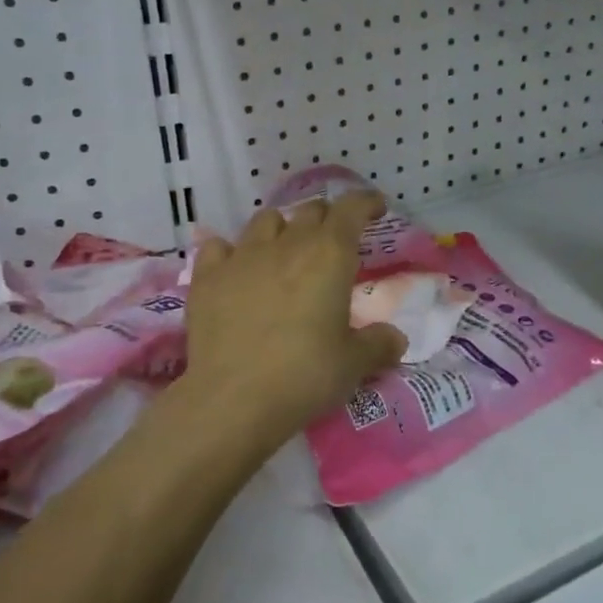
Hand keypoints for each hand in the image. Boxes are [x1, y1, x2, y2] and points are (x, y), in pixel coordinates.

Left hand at [182, 191, 406, 454]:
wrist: (233, 399)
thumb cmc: (304, 375)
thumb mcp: (354, 364)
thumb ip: (379, 344)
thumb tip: (395, 339)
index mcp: (329, 255)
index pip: (351, 208)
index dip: (366, 203)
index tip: (376, 209)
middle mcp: (286, 243)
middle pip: (310, 211)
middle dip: (327, 219)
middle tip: (334, 241)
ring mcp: (242, 256)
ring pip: (265, 220)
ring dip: (282, 229)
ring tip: (285, 252)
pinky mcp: (207, 276)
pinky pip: (220, 247)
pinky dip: (232, 252)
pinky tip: (236, 270)